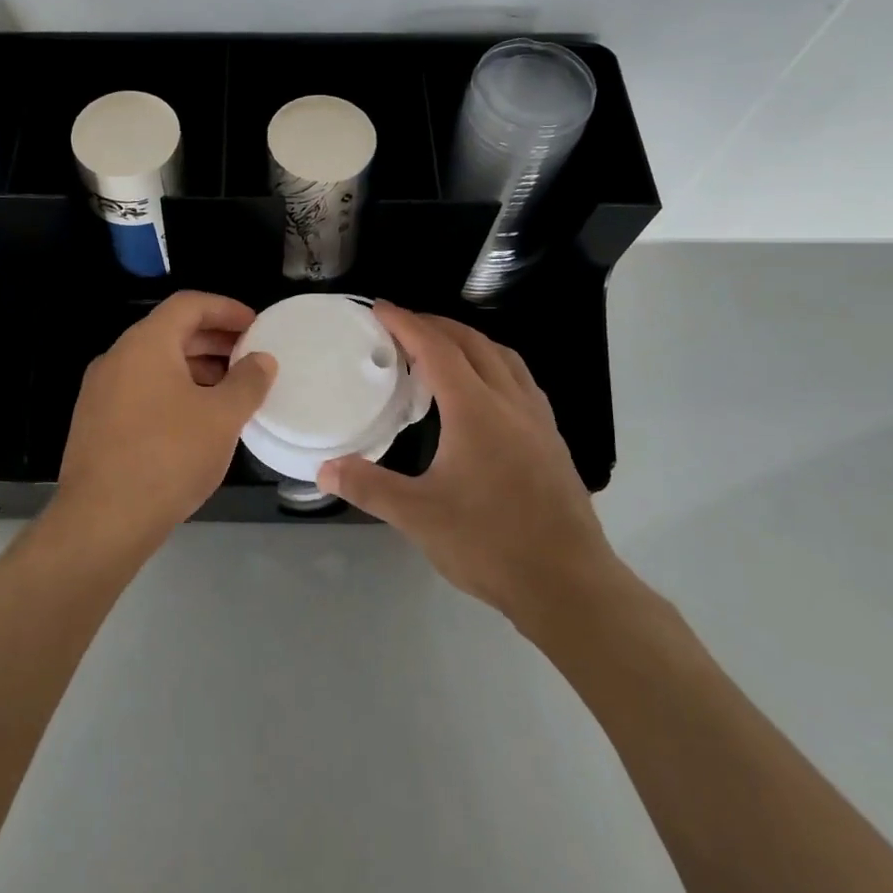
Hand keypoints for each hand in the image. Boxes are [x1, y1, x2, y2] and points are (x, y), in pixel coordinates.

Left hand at [51, 290, 276, 550]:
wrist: (101, 521)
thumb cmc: (168, 458)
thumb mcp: (222, 418)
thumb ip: (248, 382)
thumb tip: (262, 360)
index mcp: (145, 344)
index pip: (189, 304)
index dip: (227, 309)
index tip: (256, 326)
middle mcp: (117, 358)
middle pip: (171, 332)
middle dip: (214, 340)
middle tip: (249, 357)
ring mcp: (100, 391)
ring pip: (155, 364)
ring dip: (195, 368)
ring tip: (230, 391)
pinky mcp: (95, 422)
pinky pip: (141, 390)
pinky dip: (173, 391)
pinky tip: (196, 420)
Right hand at [317, 303, 621, 624]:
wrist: (568, 584)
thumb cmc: (490, 544)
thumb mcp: (419, 516)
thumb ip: (369, 487)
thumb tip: (324, 469)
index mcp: (476, 410)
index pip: (437, 349)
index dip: (406, 324)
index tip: (379, 308)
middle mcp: (510, 402)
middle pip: (473, 343)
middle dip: (436, 325)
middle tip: (403, 325)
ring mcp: (538, 420)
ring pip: (503, 358)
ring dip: (469, 341)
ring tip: (442, 348)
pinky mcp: (553, 440)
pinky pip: (520, 381)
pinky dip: (494, 365)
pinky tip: (484, 392)